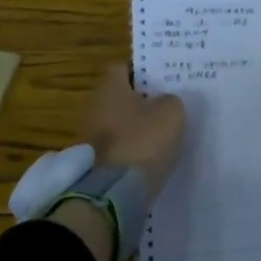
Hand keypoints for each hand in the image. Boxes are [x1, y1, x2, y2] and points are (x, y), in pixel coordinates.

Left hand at [47, 64, 184, 260]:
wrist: (114, 193)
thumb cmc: (143, 141)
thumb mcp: (171, 113)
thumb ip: (170, 100)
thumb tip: (163, 102)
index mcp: (110, 87)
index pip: (122, 67)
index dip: (143, 72)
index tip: (162, 81)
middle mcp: (94, 106)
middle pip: (119, 96)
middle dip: (140, 101)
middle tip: (166, 107)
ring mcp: (89, 136)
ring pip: (117, 122)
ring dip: (135, 127)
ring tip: (161, 135)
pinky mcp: (92, 162)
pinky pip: (116, 147)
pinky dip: (130, 150)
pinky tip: (149, 158)